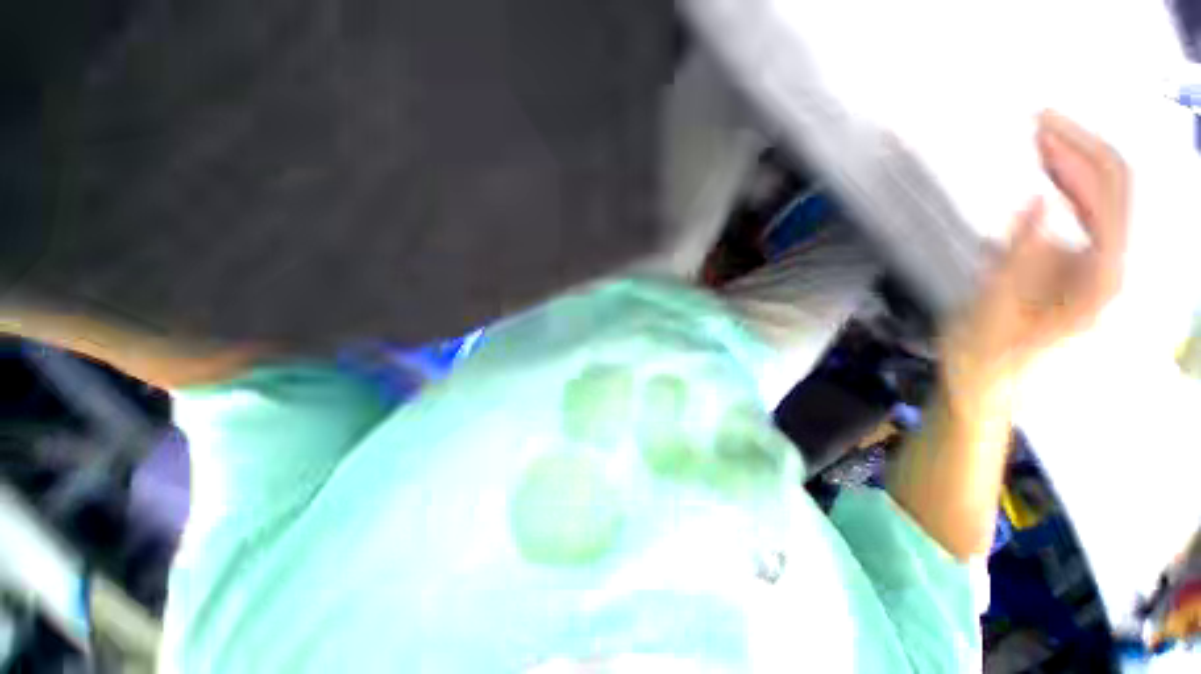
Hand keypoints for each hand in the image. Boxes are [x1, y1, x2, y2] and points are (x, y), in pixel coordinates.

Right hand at [943, 110, 1130, 406]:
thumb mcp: (993, 310)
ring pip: (1102, 202)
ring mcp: (1098, 270)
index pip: (1111, 193)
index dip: (1079, 149)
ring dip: (1072, 167)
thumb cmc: (984, 357)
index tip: (1040, 123)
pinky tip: (1041, 181)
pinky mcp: (1079, 272)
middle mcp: (1112, 268)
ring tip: (1037, 142)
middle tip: (1037, 122)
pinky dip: (1064, 193)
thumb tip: (1033, 202)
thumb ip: (1019, 258)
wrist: (986, 387)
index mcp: (1101, 280)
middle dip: (1079, 148)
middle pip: (1114, 190)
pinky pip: (1083, 219)